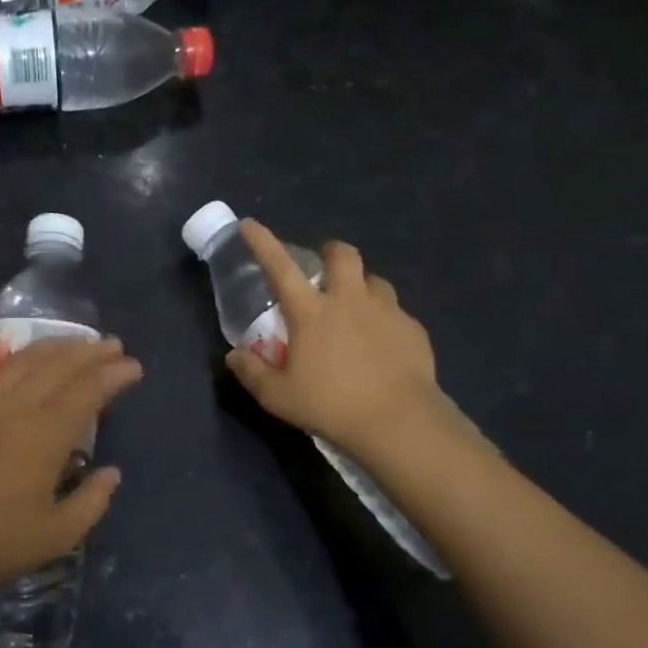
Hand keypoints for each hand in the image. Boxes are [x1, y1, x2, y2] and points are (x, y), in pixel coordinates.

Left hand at [0, 335, 141, 599]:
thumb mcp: (60, 534)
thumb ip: (92, 500)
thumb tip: (111, 472)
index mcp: (46, 435)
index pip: (88, 392)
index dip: (114, 375)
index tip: (134, 367)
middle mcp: (17, 408)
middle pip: (58, 367)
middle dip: (90, 352)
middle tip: (113, 345)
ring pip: (21, 362)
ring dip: (51, 346)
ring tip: (73, 341)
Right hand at [225, 219, 472, 465]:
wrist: (399, 422)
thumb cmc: (331, 406)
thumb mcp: (278, 397)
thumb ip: (252, 373)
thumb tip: (234, 356)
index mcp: (311, 312)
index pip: (280, 267)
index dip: (262, 242)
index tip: (250, 225)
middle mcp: (349, 300)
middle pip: (342, 255)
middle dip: (330, 252)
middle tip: (323, 269)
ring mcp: (386, 311)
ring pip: (374, 280)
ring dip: (361, 286)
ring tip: (355, 308)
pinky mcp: (413, 330)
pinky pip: (396, 312)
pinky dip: (384, 319)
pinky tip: (381, 343)